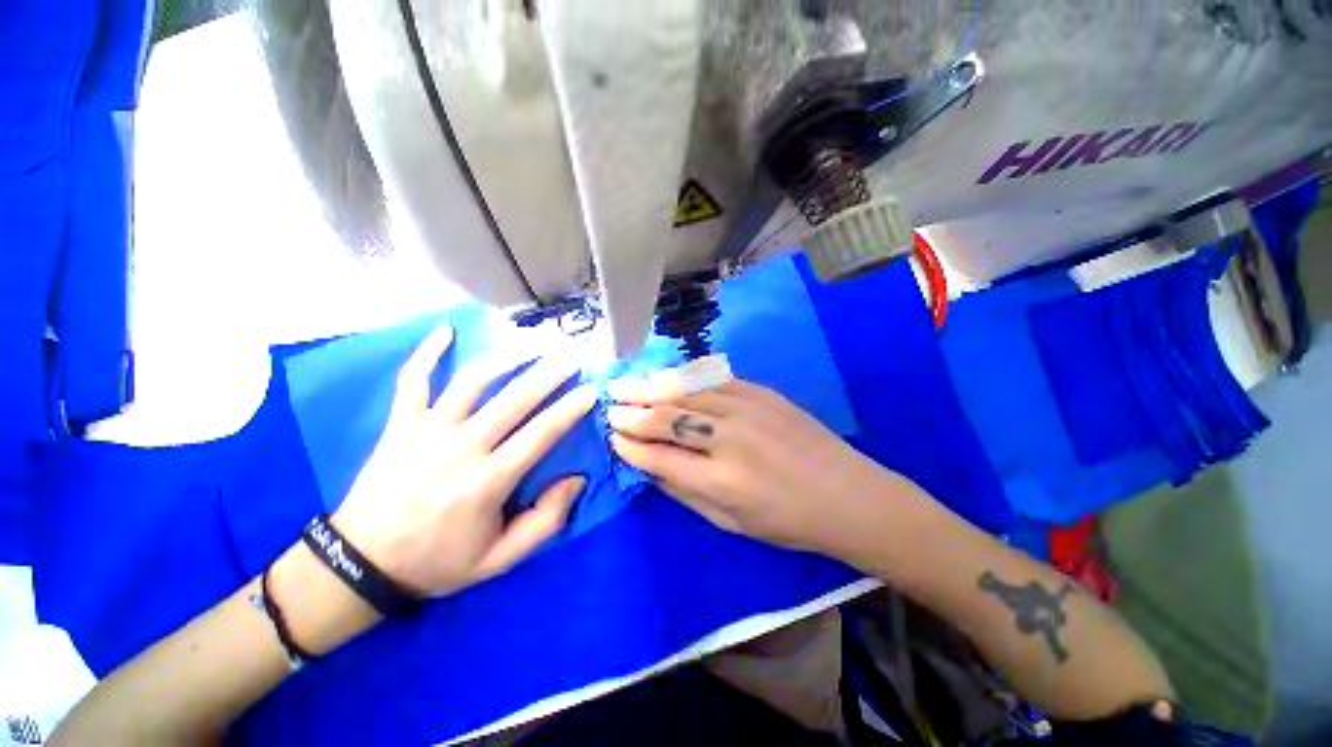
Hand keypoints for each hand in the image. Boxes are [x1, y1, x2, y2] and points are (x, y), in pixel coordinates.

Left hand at [331, 321, 596, 597]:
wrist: (362, 564)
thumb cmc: (438, 562)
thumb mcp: (499, 560)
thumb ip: (545, 522)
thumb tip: (576, 480)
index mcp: (488, 481)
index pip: (541, 434)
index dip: (570, 409)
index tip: (591, 391)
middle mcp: (461, 447)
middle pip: (514, 399)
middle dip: (548, 374)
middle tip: (572, 358)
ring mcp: (427, 430)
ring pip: (472, 381)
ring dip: (506, 358)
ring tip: (532, 343)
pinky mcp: (400, 424)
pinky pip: (413, 380)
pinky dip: (428, 352)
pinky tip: (446, 329)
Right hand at [606, 378, 927, 563]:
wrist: (849, 495)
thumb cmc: (789, 522)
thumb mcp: (731, 523)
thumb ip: (685, 492)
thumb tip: (648, 467)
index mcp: (722, 481)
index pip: (660, 456)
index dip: (631, 446)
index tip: (612, 439)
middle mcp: (731, 438)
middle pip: (668, 417)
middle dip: (632, 411)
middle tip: (609, 406)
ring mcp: (748, 408)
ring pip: (687, 390)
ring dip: (651, 387)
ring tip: (625, 385)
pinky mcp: (762, 392)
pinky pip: (713, 379)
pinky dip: (683, 378)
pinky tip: (665, 377)